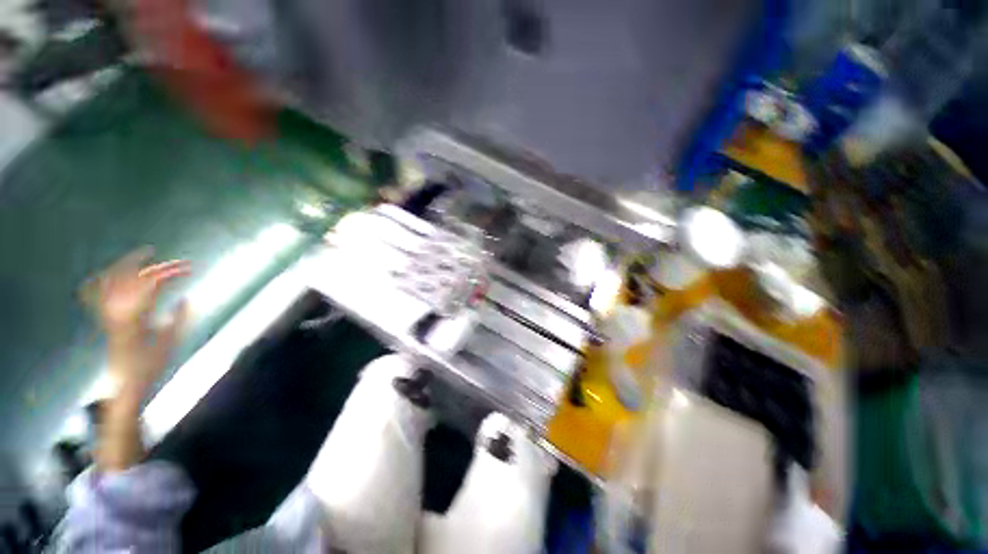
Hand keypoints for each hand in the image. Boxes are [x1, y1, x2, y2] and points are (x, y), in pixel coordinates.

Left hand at [87, 247, 190, 400]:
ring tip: (144, 255)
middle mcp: (116, 312)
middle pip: (132, 278)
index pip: (150, 284)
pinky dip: (102, 279)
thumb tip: (185, 298)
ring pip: (111, 280)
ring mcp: (108, 314)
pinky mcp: (106, 319)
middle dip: (155, 266)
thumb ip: (177, 319)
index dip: (169, 272)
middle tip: (178, 263)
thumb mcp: (169, 344)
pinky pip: (95, 293)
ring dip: (127, 265)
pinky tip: (110, 272)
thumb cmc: (150, 367)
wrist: (125, 385)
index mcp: (134, 318)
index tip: (188, 268)